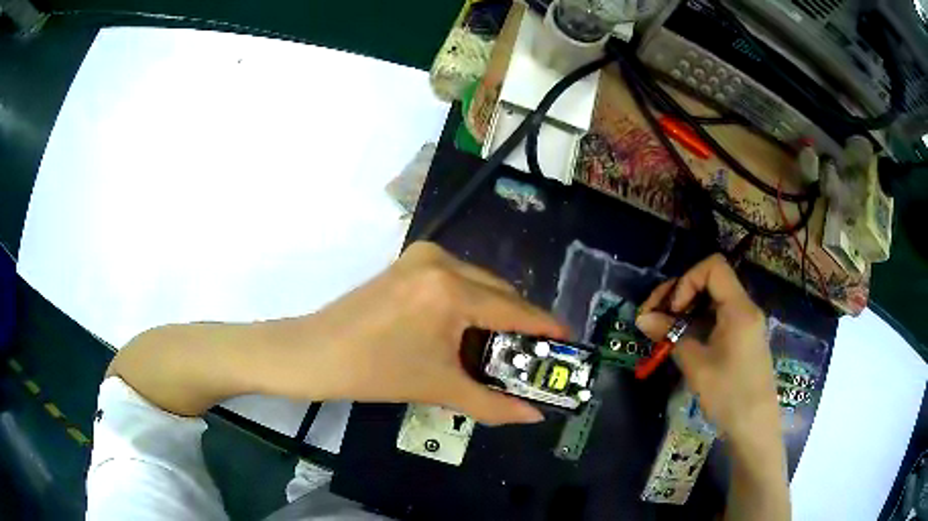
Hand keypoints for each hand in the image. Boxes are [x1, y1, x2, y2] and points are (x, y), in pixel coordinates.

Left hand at [263, 242, 568, 425]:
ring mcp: (422, 257)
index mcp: (451, 290)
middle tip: (534, 355)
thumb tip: (534, 417)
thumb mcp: (439, 388)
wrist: (313, 353)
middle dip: (520, 323)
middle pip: (499, 292)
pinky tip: (470, 330)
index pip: (514, 309)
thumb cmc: (374, 372)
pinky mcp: (409, 262)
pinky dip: (471, 303)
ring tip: (503, 347)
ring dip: (495, 312)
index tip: (568, 342)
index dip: (545, 327)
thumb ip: (492, 404)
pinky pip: (457, 280)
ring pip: (479, 283)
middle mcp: (442, 261)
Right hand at [634, 254, 778, 441]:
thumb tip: (643, 319)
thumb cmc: (729, 396)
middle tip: (653, 316)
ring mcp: (744, 324)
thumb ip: (671, 337)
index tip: (673, 310)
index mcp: (739, 308)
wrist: (755, 428)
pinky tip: (680, 340)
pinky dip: (696, 323)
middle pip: (710, 281)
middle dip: (678, 294)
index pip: (713, 267)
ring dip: (685, 310)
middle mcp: (744, 308)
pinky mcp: (741, 339)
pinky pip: (716, 318)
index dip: (687, 280)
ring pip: (711, 300)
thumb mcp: (697, 366)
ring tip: (661, 330)